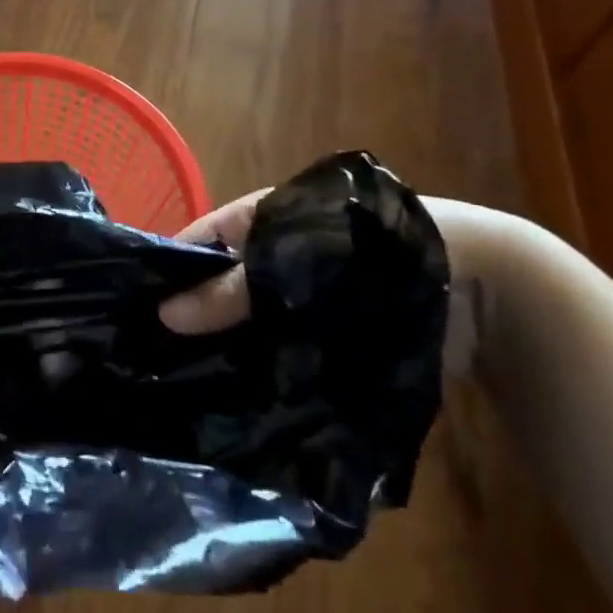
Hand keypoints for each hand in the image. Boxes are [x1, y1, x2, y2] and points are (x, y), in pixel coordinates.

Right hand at [159, 186, 491, 377]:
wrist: (478, 285)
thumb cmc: (370, 252)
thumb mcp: (291, 260)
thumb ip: (230, 290)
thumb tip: (163, 314)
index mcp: (262, 217)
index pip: (198, 239)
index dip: (167, 269)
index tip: (134, 308)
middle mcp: (275, 254)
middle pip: (219, 283)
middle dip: (192, 314)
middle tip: (151, 356)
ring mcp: (301, 295)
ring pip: (248, 319)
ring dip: (226, 344)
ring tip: (181, 383)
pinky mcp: (328, 331)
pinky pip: (281, 345)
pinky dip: (261, 363)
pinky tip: (234, 394)